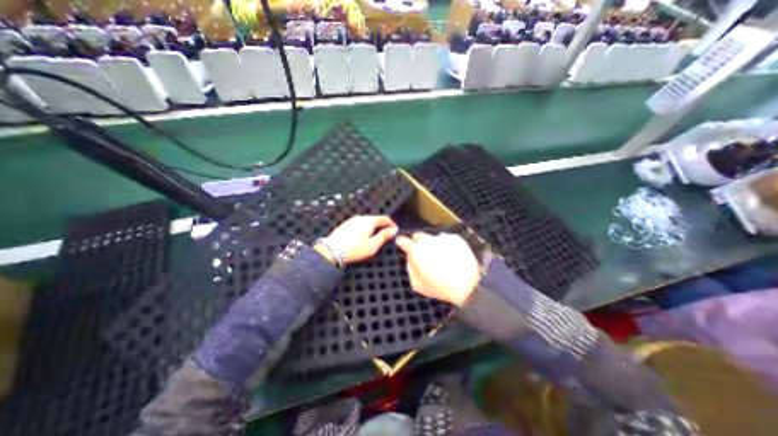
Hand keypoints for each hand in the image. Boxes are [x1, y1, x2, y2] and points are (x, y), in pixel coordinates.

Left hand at [319, 215, 396, 263]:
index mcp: (369, 221)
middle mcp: (361, 218)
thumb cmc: (354, 249)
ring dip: (373, 227)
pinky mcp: (345, 225)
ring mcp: (352, 220)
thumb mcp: (373, 246)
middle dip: (382, 226)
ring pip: (367, 221)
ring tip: (375, 237)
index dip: (391, 224)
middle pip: (376, 219)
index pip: (385, 218)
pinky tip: (363, 237)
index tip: (395, 230)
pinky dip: (364, 228)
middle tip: (386, 235)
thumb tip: (393, 230)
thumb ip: (384, 236)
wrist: (331, 251)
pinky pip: (359, 224)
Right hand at [396, 231, 480, 305]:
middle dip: (417, 242)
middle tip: (423, 253)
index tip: (401, 241)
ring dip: (433, 244)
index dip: (401, 241)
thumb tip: (410, 260)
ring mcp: (442, 237)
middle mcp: (428, 240)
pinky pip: (446, 239)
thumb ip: (410, 269)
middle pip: (418, 236)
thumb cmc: (440, 286)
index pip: (404, 241)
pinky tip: (451, 256)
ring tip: (441, 257)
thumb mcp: (418, 285)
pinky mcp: (455, 238)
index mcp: (416, 251)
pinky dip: (446, 245)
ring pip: (433, 238)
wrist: (468, 284)